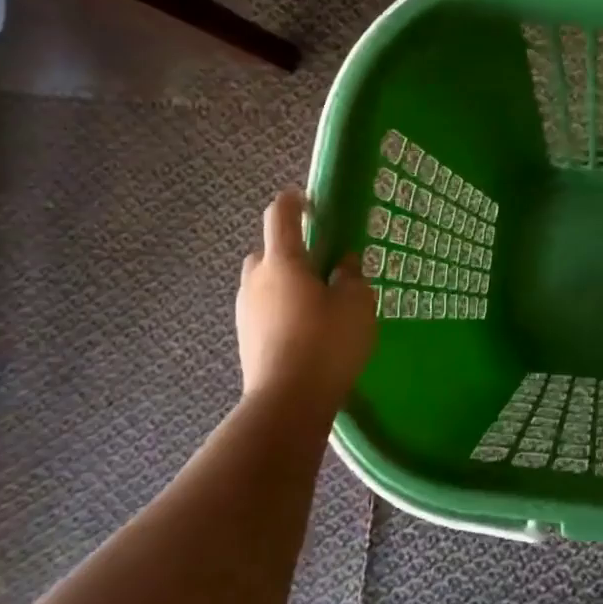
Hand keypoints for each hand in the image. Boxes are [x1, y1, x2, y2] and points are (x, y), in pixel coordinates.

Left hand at [234, 189, 375, 408]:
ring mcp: (245, 310)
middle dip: (293, 250)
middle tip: (324, 266)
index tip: (312, 202)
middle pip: (269, 249)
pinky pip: (264, 308)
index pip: (280, 214)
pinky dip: (282, 307)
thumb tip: (343, 264)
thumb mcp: (357, 304)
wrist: (287, 402)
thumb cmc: (327, 343)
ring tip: (318, 302)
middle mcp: (256, 279)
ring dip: (287, 282)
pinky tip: (306, 329)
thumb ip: (352, 276)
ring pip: (265, 281)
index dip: (294, 201)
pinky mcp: (245, 337)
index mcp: (283, 261)